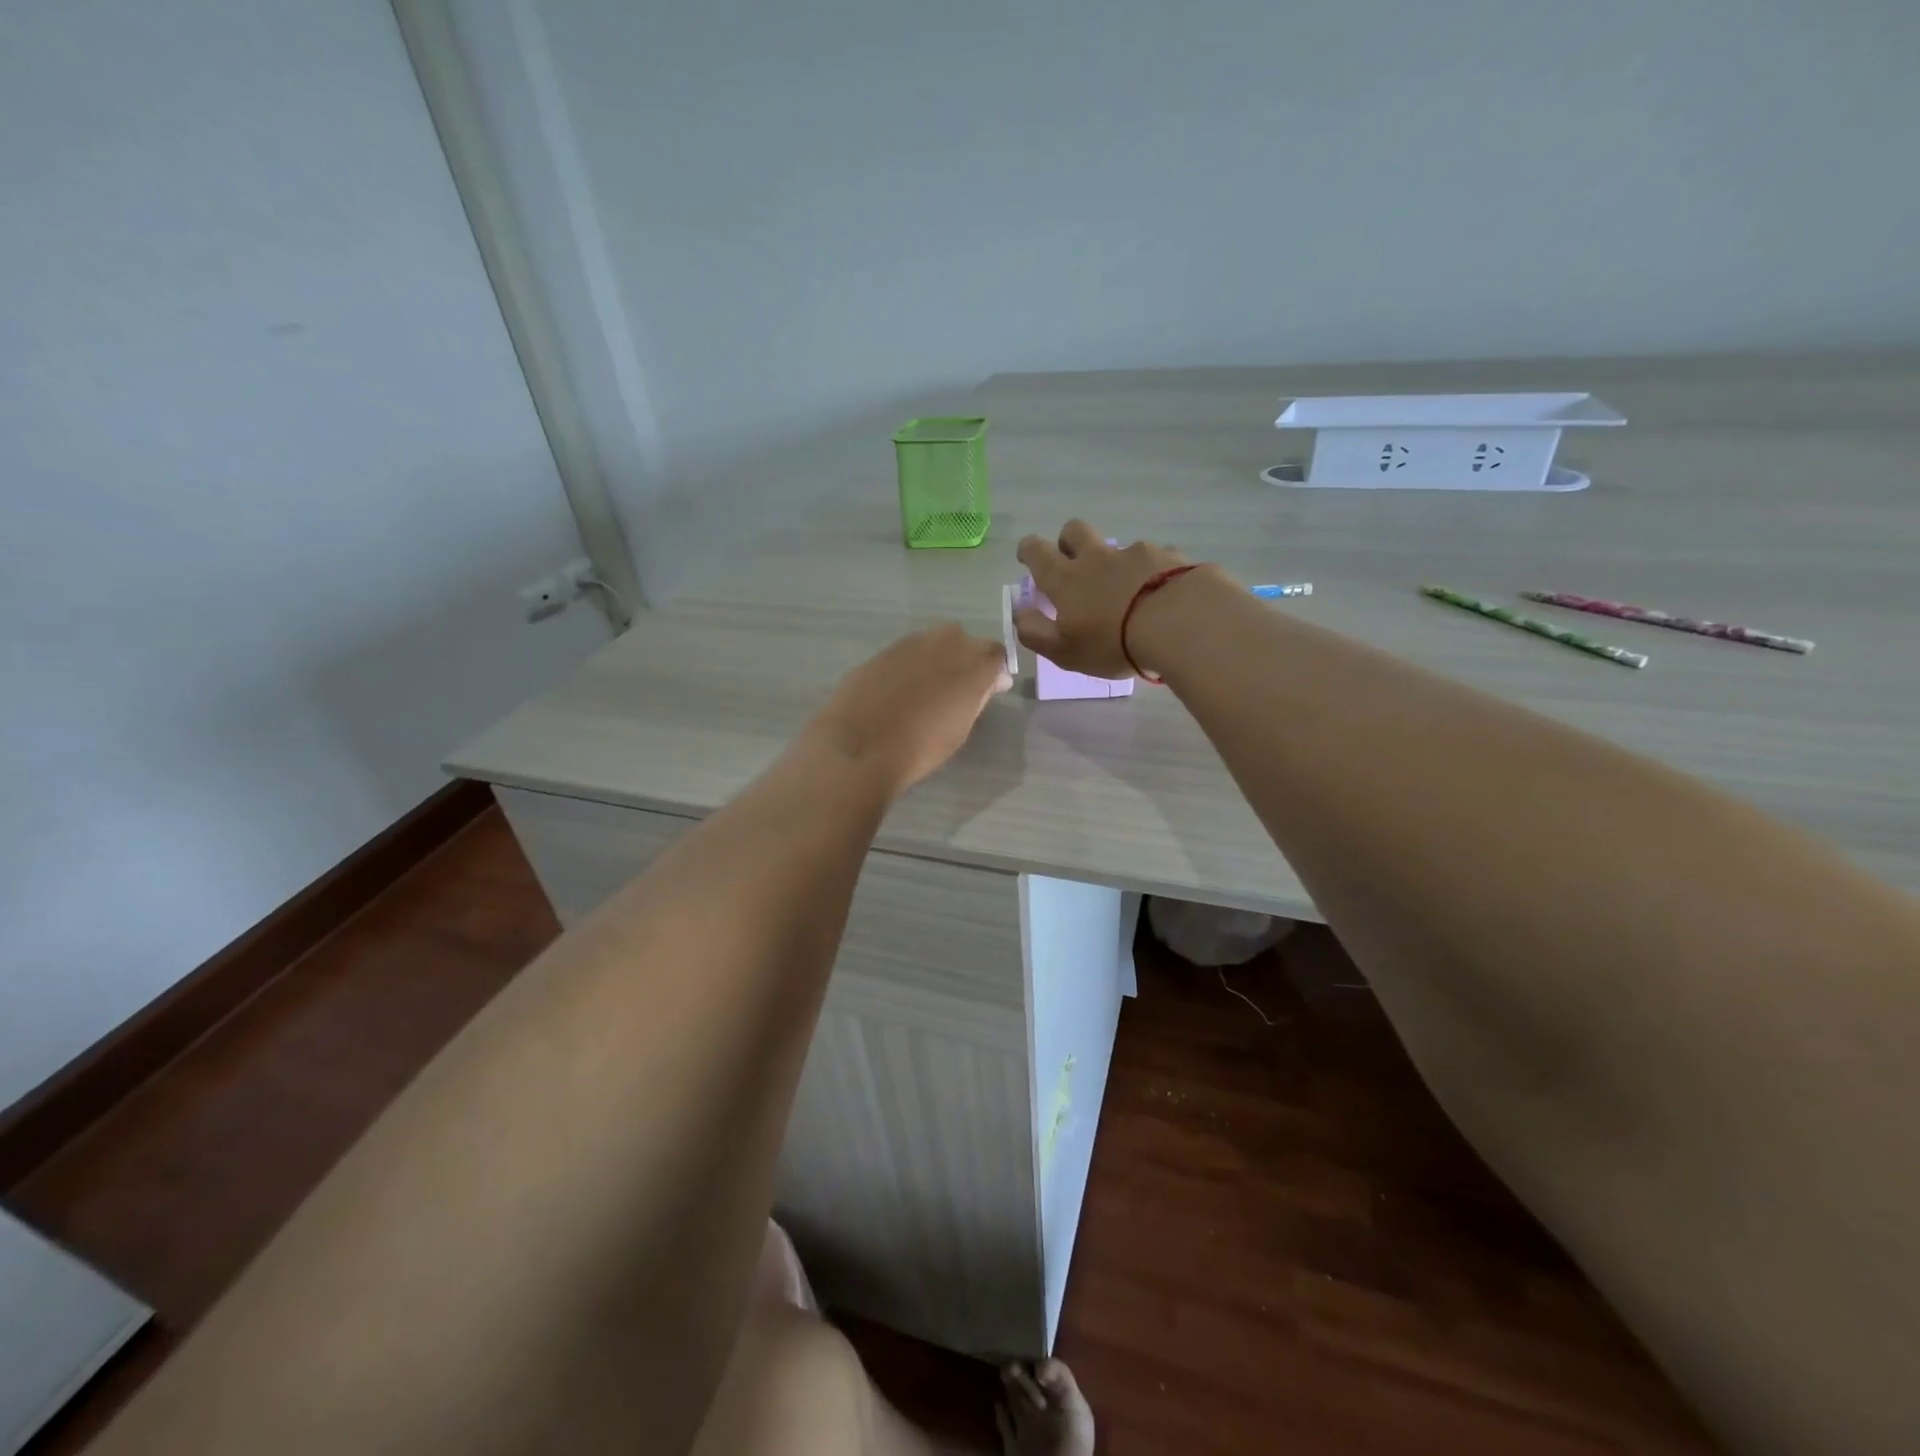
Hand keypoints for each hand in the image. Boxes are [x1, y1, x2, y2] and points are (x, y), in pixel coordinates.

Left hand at [801, 623, 1011, 796]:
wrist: (860, 746)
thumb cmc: (920, 747)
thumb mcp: (961, 727)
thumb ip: (980, 696)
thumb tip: (995, 679)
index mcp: (971, 665)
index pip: (996, 654)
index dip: (994, 670)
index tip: (989, 689)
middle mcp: (944, 644)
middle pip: (965, 641)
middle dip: (966, 658)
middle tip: (956, 689)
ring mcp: (910, 644)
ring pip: (934, 642)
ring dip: (937, 659)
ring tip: (926, 690)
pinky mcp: (882, 651)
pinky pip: (906, 653)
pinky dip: (910, 666)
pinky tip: (898, 691)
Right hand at [1014, 520, 1194, 677]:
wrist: (1180, 623)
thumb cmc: (1113, 643)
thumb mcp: (1064, 651)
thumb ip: (1035, 632)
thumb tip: (1020, 612)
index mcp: (1066, 578)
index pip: (1036, 550)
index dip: (1029, 550)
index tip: (1029, 558)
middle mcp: (1098, 557)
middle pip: (1074, 530)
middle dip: (1068, 541)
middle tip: (1074, 566)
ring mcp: (1136, 553)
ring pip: (1118, 548)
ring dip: (1116, 564)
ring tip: (1131, 595)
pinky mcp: (1170, 557)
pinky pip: (1156, 559)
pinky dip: (1153, 573)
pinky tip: (1164, 597)